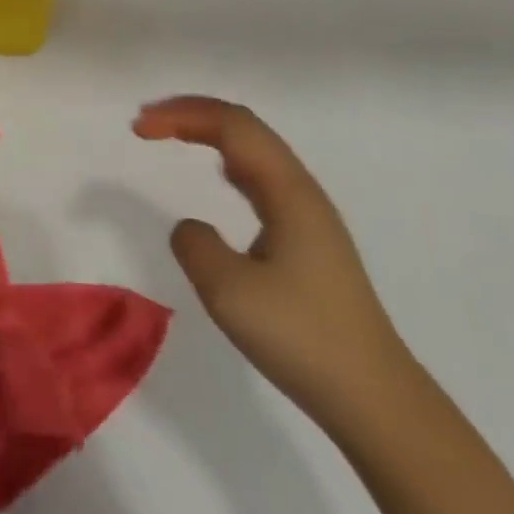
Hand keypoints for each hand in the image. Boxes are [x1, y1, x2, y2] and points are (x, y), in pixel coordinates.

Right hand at [133, 96, 417, 433]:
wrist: (375, 399)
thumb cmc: (302, 338)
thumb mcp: (230, 291)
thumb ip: (195, 245)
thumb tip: (190, 228)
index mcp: (287, 191)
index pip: (231, 125)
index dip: (182, 115)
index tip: (139, 128)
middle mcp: (301, 191)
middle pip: (245, 128)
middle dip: (194, 114)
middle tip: (148, 122)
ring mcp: (309, 215)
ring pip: (256, 151)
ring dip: (212, 134)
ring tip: (174, 136)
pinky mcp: (309, 240)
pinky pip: (263, 179)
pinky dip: (229, 162)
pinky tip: (221, 178)